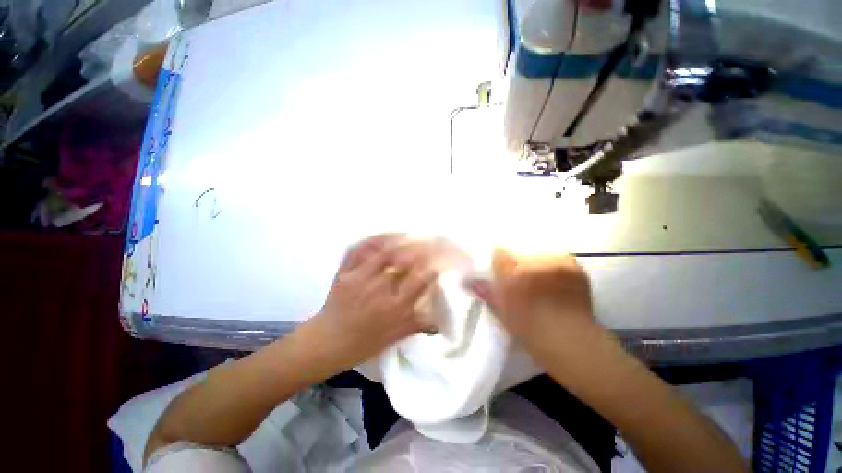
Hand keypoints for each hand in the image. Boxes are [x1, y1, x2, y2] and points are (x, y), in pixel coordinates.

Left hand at [311, 234, 438, 368]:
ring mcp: (360, 277)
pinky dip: (375, 239)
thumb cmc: (364, 343)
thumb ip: (419, 324)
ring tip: (412, 236)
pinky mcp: (345, 271)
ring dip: (401, 241)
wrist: (327, 342)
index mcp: (394, 307)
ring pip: (384, 251)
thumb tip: (442, 318)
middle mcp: (379, 289)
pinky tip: (386, 236)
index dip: (433, 268)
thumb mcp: (395, 338)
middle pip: (404, 261)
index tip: (439, 262)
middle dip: (420, 250)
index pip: (420, 280)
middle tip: (429, 244)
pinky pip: (361, 249)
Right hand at [466, 249, 593, 341]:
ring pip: (536, 253)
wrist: (570, 340)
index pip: (499, 252)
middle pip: (518, 251)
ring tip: (539, 280)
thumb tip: (467, 280)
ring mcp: (555, 262)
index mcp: (513, 274)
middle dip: (516, 262)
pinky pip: (555, 257)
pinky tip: (553, 280)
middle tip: (520, 278)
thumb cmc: (529, 328)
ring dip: (535, 263)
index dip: (498, 260)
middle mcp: (533, 262)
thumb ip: (485, 291)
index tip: (500, 269)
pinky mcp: (572, 264)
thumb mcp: (501, 310)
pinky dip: (551, 265)